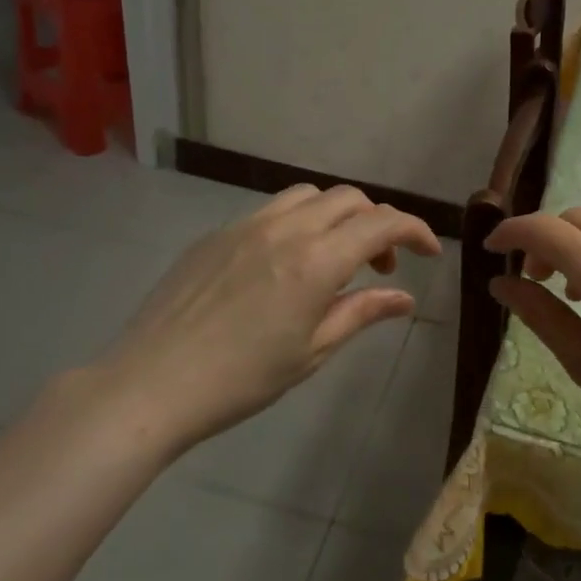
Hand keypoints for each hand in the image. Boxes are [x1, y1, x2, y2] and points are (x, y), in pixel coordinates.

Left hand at [89, 185, 440, 452]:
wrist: (151, 384)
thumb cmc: (241, 379)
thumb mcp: (312, 351)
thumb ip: (361, 313)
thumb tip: (405, 299)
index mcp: (315, 261)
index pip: (381, 223)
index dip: (415, 231)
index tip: (429, 253)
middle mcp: (285, 229)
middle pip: (348, 199)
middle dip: (377, 223)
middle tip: (380, 266)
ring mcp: (245, 226)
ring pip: (308, 196)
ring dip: (336, 216)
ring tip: (334, 258)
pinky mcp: (216, 234)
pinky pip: (270, 211)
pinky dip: (298, 223)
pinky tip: (286, 264)